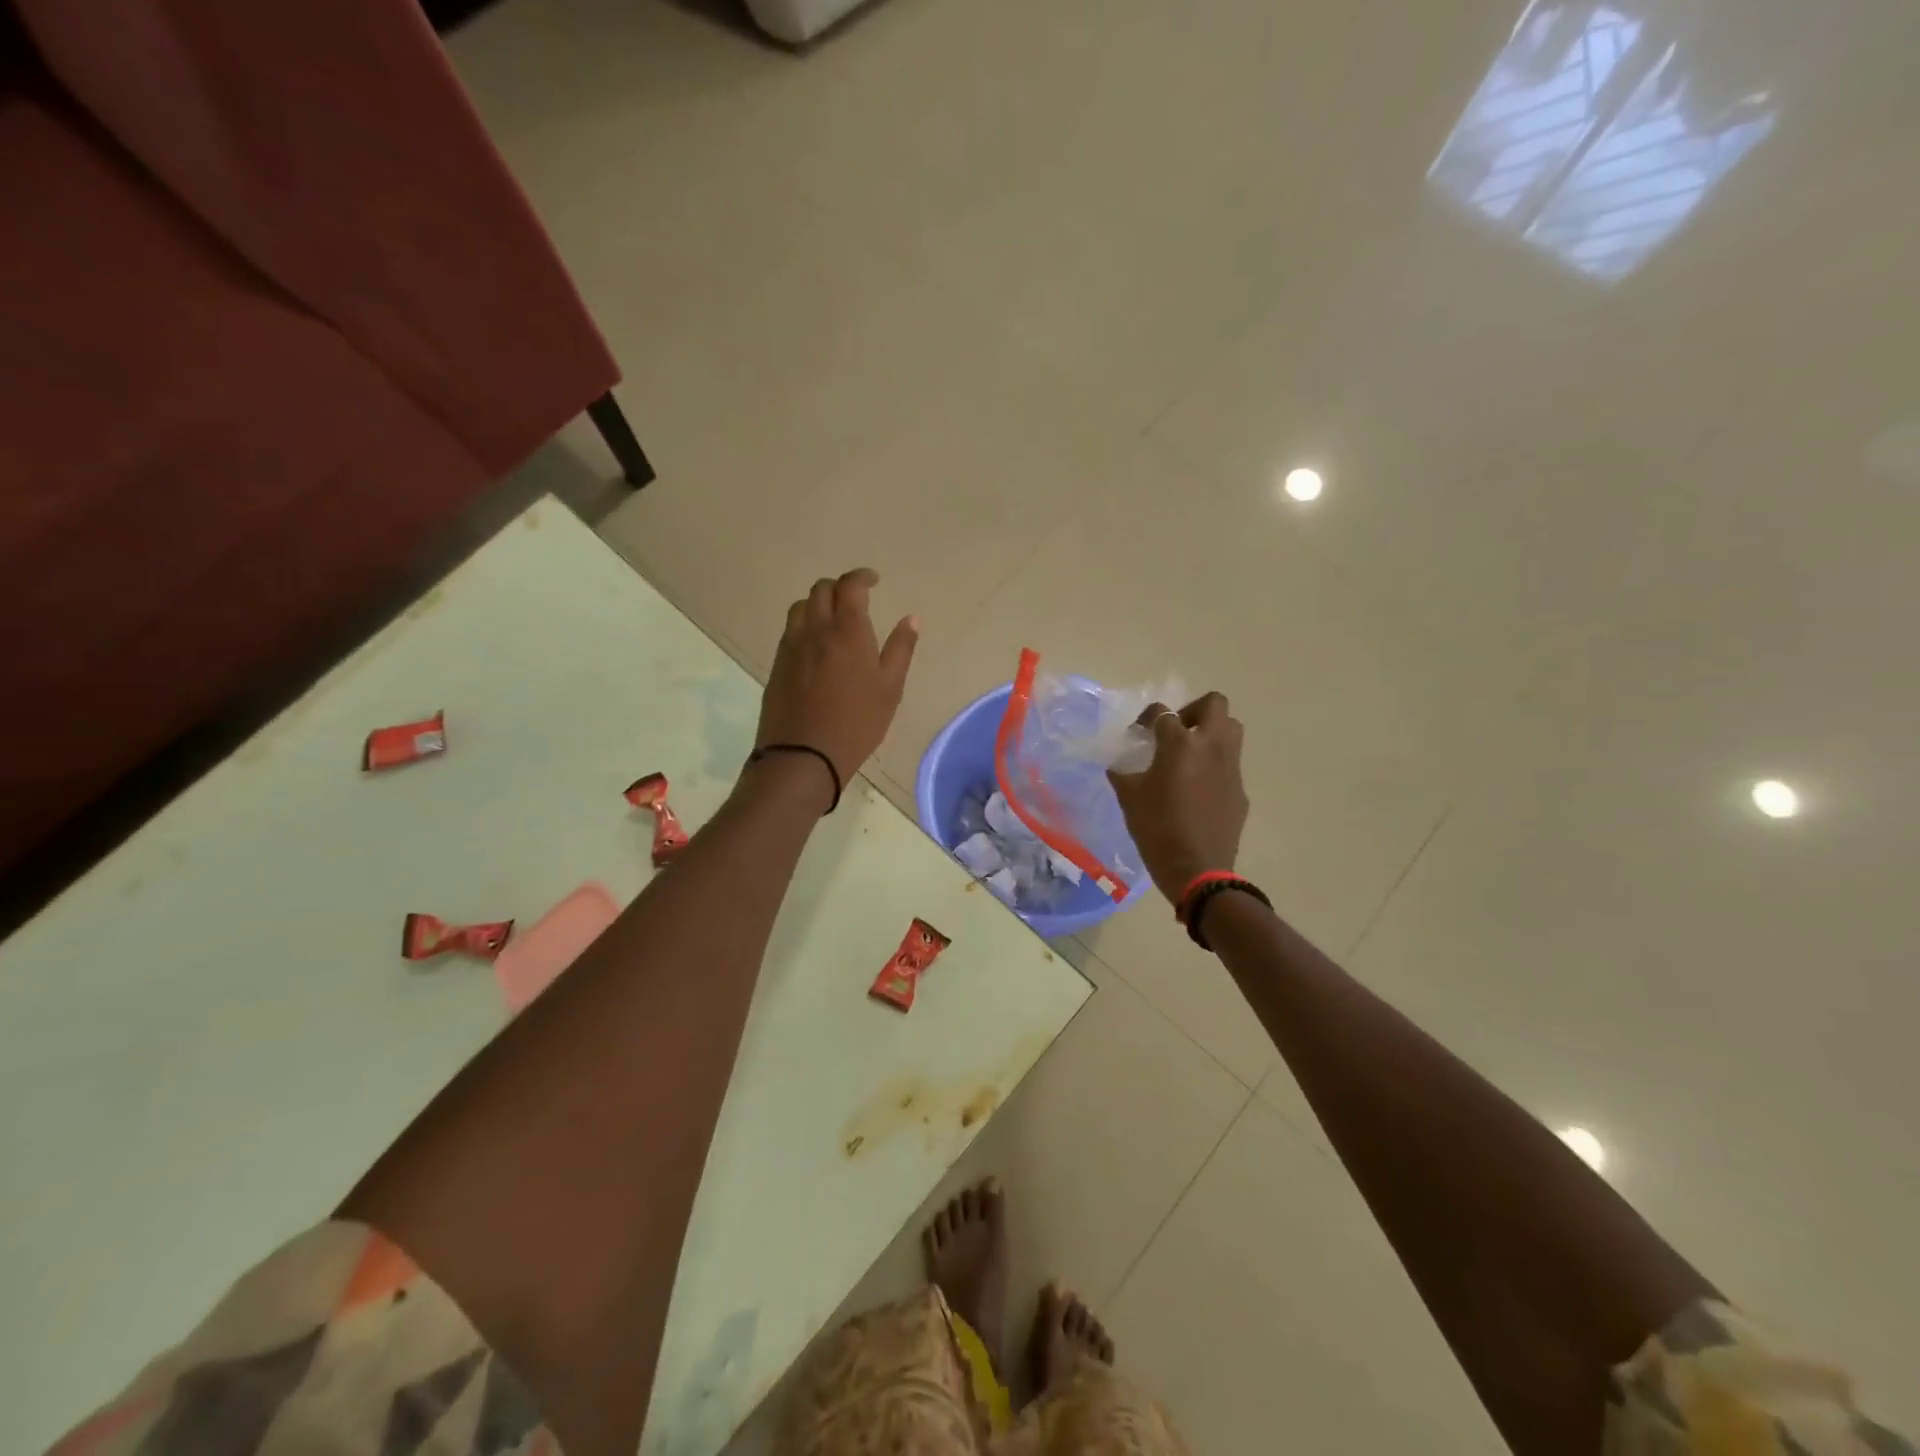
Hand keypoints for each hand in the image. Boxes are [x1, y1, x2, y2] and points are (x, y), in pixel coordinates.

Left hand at [755, 568, 918, 794]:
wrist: (803, 756)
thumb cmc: (856, 723)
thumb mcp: (890, 689)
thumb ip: (901, 649)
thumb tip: (911, 618)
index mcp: (847, 631)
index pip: (849, 586)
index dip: (861, 576)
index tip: (874, 581)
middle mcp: (815, 630)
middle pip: (821, 590)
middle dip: (840, 587)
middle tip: (856, 599)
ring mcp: (791, 647)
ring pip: (801, 607)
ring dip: (818, 603)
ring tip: (834, 619)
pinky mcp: (777, 665)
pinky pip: (790, 631)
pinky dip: (805, 625)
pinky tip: (816, 645)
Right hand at [1107, 693, 1248, 903]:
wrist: (1198, 870)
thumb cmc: (1157, 829)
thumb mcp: (1129, 798)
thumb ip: (1123, 773)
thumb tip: (1119, 764)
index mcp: (1180, 744)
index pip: (1163, 713)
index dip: (1147, 718)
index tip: (1138, 733)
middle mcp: (1211, 747)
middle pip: (1214, 704)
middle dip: (1193, 710)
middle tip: (1175, 731)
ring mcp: (1231, 768)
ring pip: (1231, 730)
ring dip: (1211, 732)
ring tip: (1189, 754)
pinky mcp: (1240, 790)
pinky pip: (1230, 764)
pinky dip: (1215, 765)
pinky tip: (1198, 790)